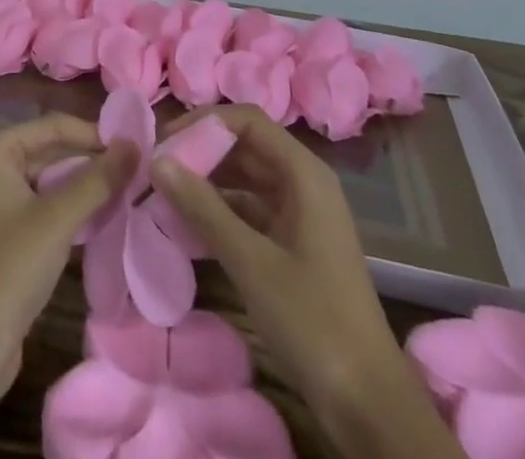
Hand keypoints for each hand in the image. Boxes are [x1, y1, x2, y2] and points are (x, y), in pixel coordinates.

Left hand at [0, 113, 138, 385]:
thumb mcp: (58, 218)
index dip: (94, 134)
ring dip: (85, 187)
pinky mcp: (8, 233)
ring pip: (52, 181)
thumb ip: (98, 180)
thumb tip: (135, 144)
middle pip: (52, 151)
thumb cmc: (10, 267)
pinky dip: (73, 210)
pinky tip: (103, 219)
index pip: (53, 126)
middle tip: (137, 170)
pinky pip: (47, 206)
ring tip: (128, 191)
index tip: (135, 147)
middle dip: (92, 161)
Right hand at [149, 105, 398, 412]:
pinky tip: (188, 225)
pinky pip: (251, 210)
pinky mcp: (294, 245)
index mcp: (304, 173)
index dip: (205, 123)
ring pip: (246, 179)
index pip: (247, 120)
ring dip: (208, 182)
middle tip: (157, 169)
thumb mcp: (251, 262)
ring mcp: (300, 214)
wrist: (368, 403)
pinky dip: (221, 211)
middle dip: (202, 152)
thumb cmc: (313, 321)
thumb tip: (157, 161)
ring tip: (164, 193)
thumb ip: (203, 208)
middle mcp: (303, 182)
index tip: (165, 142)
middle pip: (246, 146)